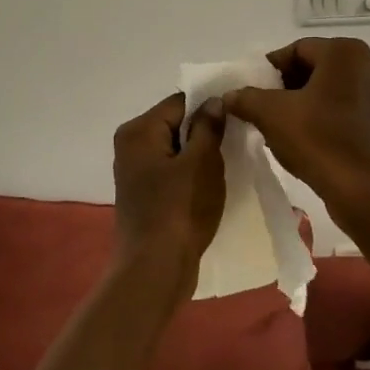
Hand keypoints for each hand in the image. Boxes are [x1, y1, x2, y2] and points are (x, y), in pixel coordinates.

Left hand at [112, 92, 227, 281]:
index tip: (239, 115)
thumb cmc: (179, 210)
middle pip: (175, 124)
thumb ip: (208, 127)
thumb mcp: (202, 162)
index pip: (179, 102)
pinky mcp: (144, 194)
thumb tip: (214, 100)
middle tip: (239, 140)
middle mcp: (130, 145)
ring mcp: (135, 172)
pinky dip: (191, 174)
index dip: (210, 105)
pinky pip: (172, 172)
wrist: (154, 269)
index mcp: (138, 131)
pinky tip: (211, 184)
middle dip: (205, 131)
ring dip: (200, 154)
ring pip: (175, 150)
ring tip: (229, 162)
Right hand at [224, 38, 369, 231]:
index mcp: (344, 53)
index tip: (251, 90)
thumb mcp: (270, 114)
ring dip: (300, 103)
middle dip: (284, 86)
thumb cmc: (318, 140)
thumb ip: (246, 98)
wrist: (363, 191)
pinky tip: (301, 139)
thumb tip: (230, 96)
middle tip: (261, 106)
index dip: (269, 69)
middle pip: (313, 68)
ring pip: (327, 90)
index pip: (296, 49)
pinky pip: (342, 110)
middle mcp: (367, 67)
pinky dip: (320, 117)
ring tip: (277, 125)